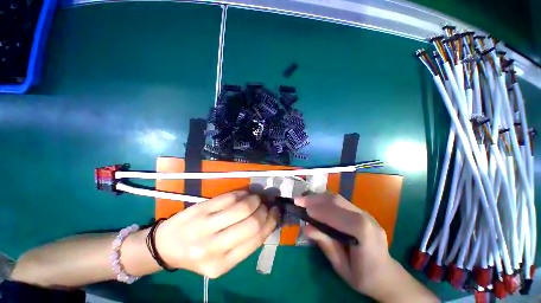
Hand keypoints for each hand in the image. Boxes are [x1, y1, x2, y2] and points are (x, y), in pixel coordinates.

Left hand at [155, 191, 279, 277]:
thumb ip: (244, 242)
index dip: (270, 222)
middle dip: (264, 210)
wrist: (165, 246)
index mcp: (222, 265)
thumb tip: (267, 219)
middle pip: (252, 223)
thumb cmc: (198, 253)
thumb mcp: (222, 258)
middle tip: (265, 204)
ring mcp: (204, 227)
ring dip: (254, 199)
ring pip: (242, 207)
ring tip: (256, 198)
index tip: (276, 212)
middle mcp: (213, 248)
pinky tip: (244, 194)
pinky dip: (241, 193)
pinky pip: (229, 197)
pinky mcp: (200, 210)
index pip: (256, 239)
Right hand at [295, 193, 437, 302]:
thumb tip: (307, 227)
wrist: (387, 276)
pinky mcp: (361, 212)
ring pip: (337, 198)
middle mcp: (366, 217)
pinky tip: (315, 202)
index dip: (319, 210)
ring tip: (304, 199)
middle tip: (298, 200)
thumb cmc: (364, 277)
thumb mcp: (342, 267)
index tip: (302, 208)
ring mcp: (365, 213)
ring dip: (318, 197)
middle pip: (337, 201)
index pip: (338, 215)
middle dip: (315, 199)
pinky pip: (340, 201)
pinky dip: (325, 200)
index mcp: (364, 233)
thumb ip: (325, 244)